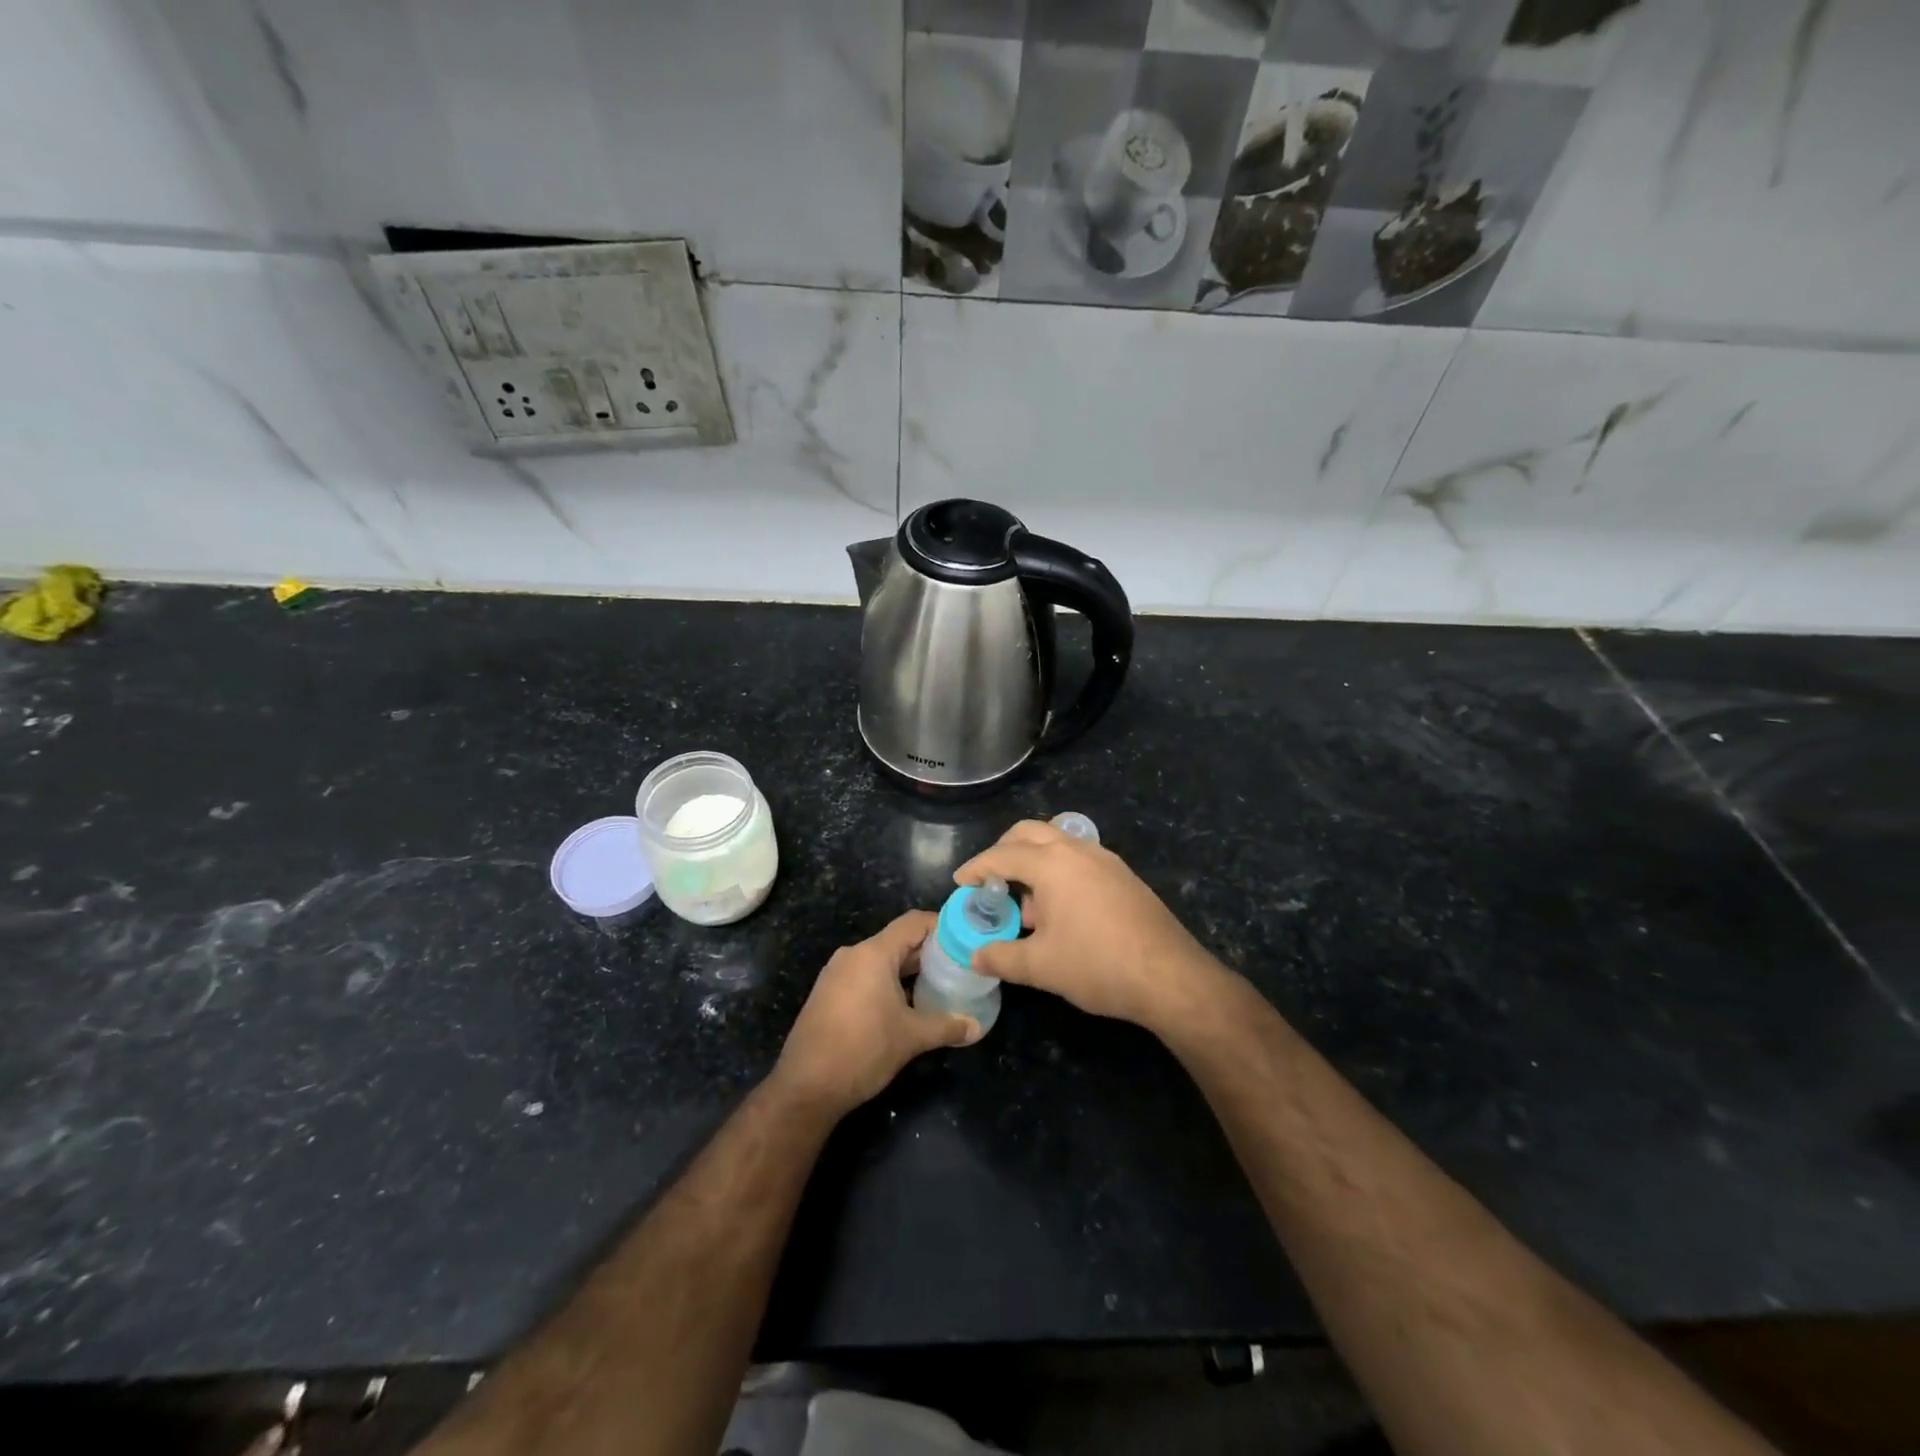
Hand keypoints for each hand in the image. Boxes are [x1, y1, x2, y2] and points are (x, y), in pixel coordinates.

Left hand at [773, 910, 980, 1117]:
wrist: (806, 1087)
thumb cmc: (862, 1051)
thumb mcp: (911, 1038)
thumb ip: (947, 1026)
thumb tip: (977, 1027)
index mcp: (873, 954)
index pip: (913, 923)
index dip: (941, 926)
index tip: (966, 939)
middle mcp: (853, 955)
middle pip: (898, 940)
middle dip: (929, 952)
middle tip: (959, 966)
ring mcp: (837, 974)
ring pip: (881, 960)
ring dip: (909, 970)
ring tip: (939, 985)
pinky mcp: (828, 993)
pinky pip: (865, 976)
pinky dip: (888, 982)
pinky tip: (907, 1004)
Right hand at [955, 821, 1225, 1034]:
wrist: (1169, 976)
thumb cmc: (1097, 965)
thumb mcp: (1041, 966)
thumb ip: (1001, 957)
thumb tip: (975, 956)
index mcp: (1051, 863)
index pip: (1001, 855)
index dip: (976, 867)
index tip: (960, 882)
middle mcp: (1077, 850)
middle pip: (1029, 833)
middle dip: (1004, 850)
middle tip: (991, 879)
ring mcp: (1105, 859)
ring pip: (1058, 843)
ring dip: (1034, 862)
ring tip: (1028, 906)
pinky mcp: (1123, 876)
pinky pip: (1080, 859)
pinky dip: (1060, 872)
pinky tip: (1062, 911)